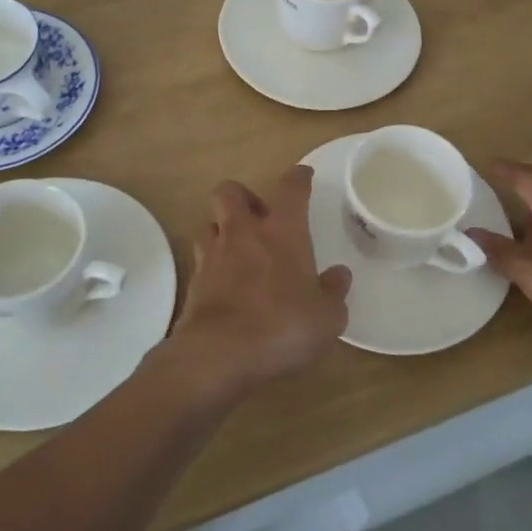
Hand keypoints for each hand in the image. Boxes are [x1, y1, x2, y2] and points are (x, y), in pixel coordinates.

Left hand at [163, 167, 351, 397]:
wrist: (219, 354)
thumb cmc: (282, 326)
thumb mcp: (326, 317)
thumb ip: (333, 293)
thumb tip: (339, 275)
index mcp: (281, 231)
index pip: (290, 189)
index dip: (298, 178)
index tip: (303, 176)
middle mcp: (243, 233)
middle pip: (230, 192)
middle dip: (243, 196)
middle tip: (259, 216)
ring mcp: (212, 255)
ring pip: (209, 223)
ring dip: (222, 229)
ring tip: (238, 249)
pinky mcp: (193, 282)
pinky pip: (201, 259)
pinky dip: (212, 264)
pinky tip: (225, 282)